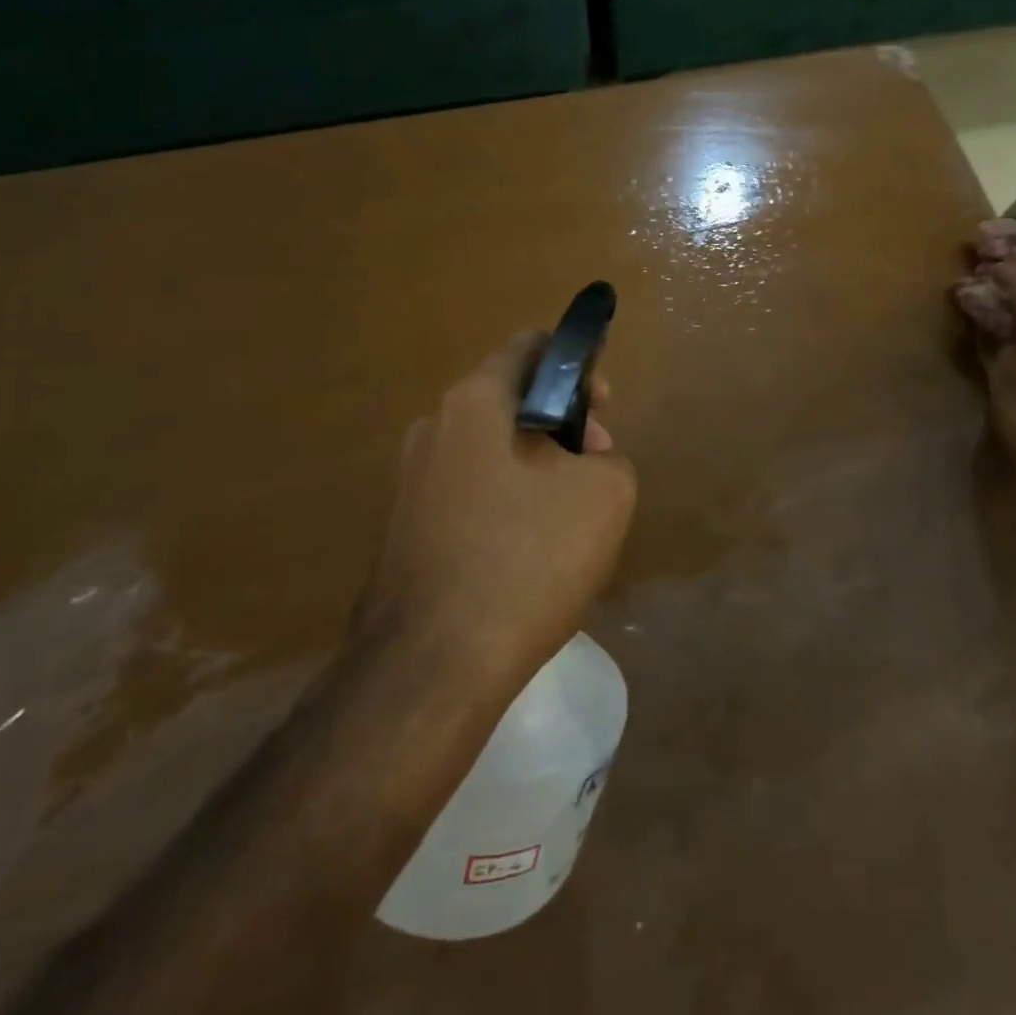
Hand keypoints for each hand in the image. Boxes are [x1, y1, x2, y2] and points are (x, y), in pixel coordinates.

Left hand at [355, 333, 637, 689]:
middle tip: (597, 466)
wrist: (432, 667)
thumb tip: (584, 463)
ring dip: (537, 465)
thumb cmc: (527, 557)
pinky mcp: (406, 528)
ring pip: (492, 450)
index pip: (530, 348)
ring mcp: (412, 480)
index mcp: (475, 402)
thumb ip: (608, 458)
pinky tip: (531, 551)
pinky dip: (508, 501)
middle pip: (511, 401)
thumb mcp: (605, 494)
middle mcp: (434, 427)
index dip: (577, 363)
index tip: (604, 405)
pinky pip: (471, 492)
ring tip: (571, 517)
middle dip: (563, 423)